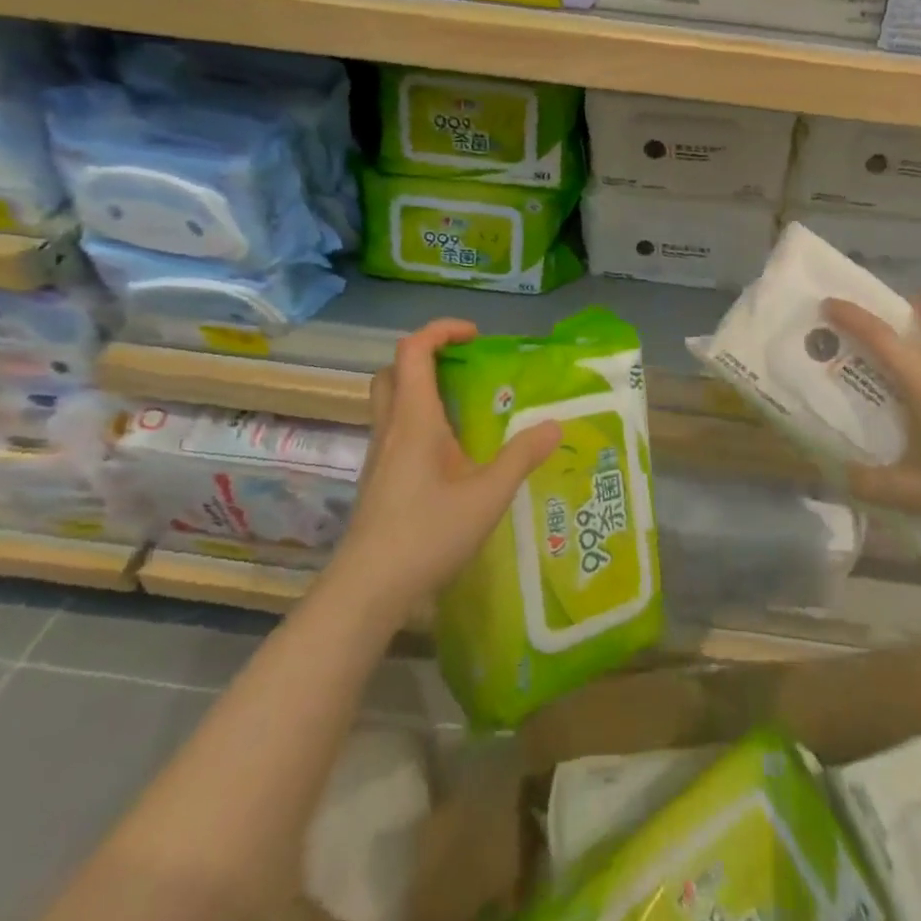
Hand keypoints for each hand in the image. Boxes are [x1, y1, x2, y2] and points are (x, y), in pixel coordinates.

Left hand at [329, 319, 560, 623]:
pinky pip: (394, 430)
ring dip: (421, 388)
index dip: (441, 330)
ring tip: (464, 408)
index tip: (475, 336)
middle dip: (427, 357)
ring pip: (390, 401)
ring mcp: (379, 455)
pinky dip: (419, 420)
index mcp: (414, 419)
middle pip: (394, 371)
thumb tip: (554, 424)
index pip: (414, 350)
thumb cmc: (427, 535)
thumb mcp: (487, 496)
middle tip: (464, 368)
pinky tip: (450, 453)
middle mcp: (391, 428)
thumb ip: (522, 456)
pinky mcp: (377, 479)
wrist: (367, 590)